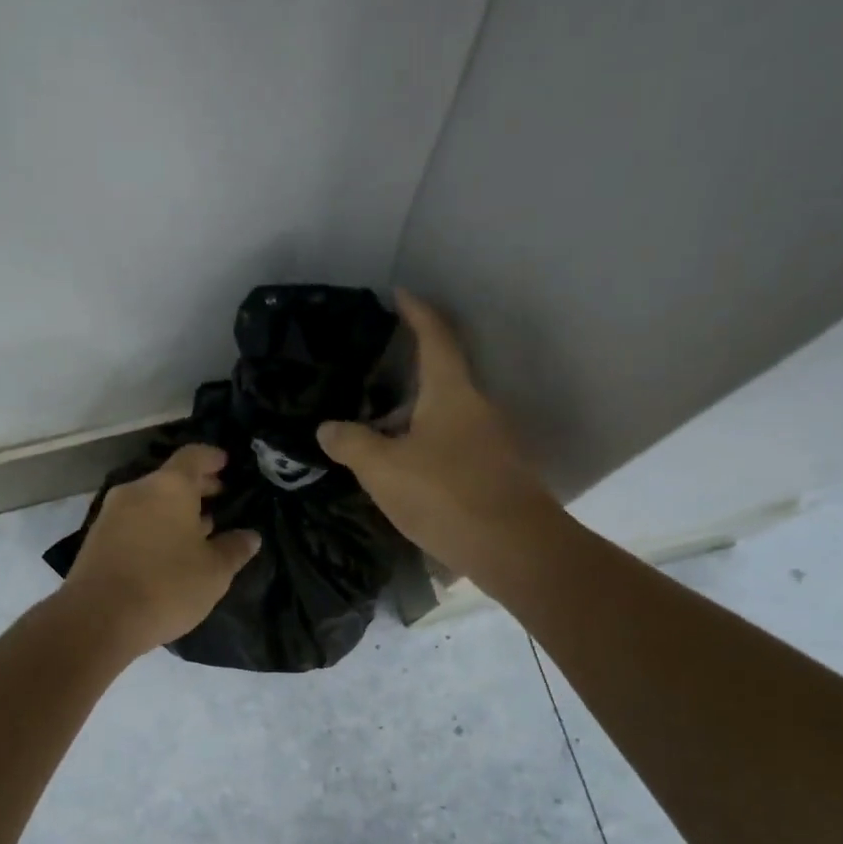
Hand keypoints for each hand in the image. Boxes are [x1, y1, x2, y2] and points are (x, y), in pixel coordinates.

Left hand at [60, 444, 261, 657]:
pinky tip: (170, 549)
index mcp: (169, 487)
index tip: (227, 463)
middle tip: (220, 497)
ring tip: (200, 528)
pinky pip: (135, 520)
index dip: (213, 458)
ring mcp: (112, 513)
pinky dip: (155, 525)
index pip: (194, 456)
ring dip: (175, 509)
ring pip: (151, 500)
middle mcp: (138, 490)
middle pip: (171, 478)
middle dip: (197, 486)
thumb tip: (250, 536)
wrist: (97, 619)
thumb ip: (234, 548)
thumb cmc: (166, 586)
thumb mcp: (214, 572)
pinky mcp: (97, 538)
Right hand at [317, 292, 556, 581]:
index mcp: (451, 393)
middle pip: (442, 376)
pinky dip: (427, 444)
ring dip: (415, 415)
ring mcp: (491, 441)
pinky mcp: (495, 473)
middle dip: (409, 371)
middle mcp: (477, 408)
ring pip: (447, 415)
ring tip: (378, 426)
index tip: (400, 294)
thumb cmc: (446, 495)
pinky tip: (405, 467)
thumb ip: (353, 444)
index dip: (416, 312)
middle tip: (372, 373)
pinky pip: (453, 444)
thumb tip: (327, 427)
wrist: (515, 549)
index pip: (435, 337)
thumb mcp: (384, 469)